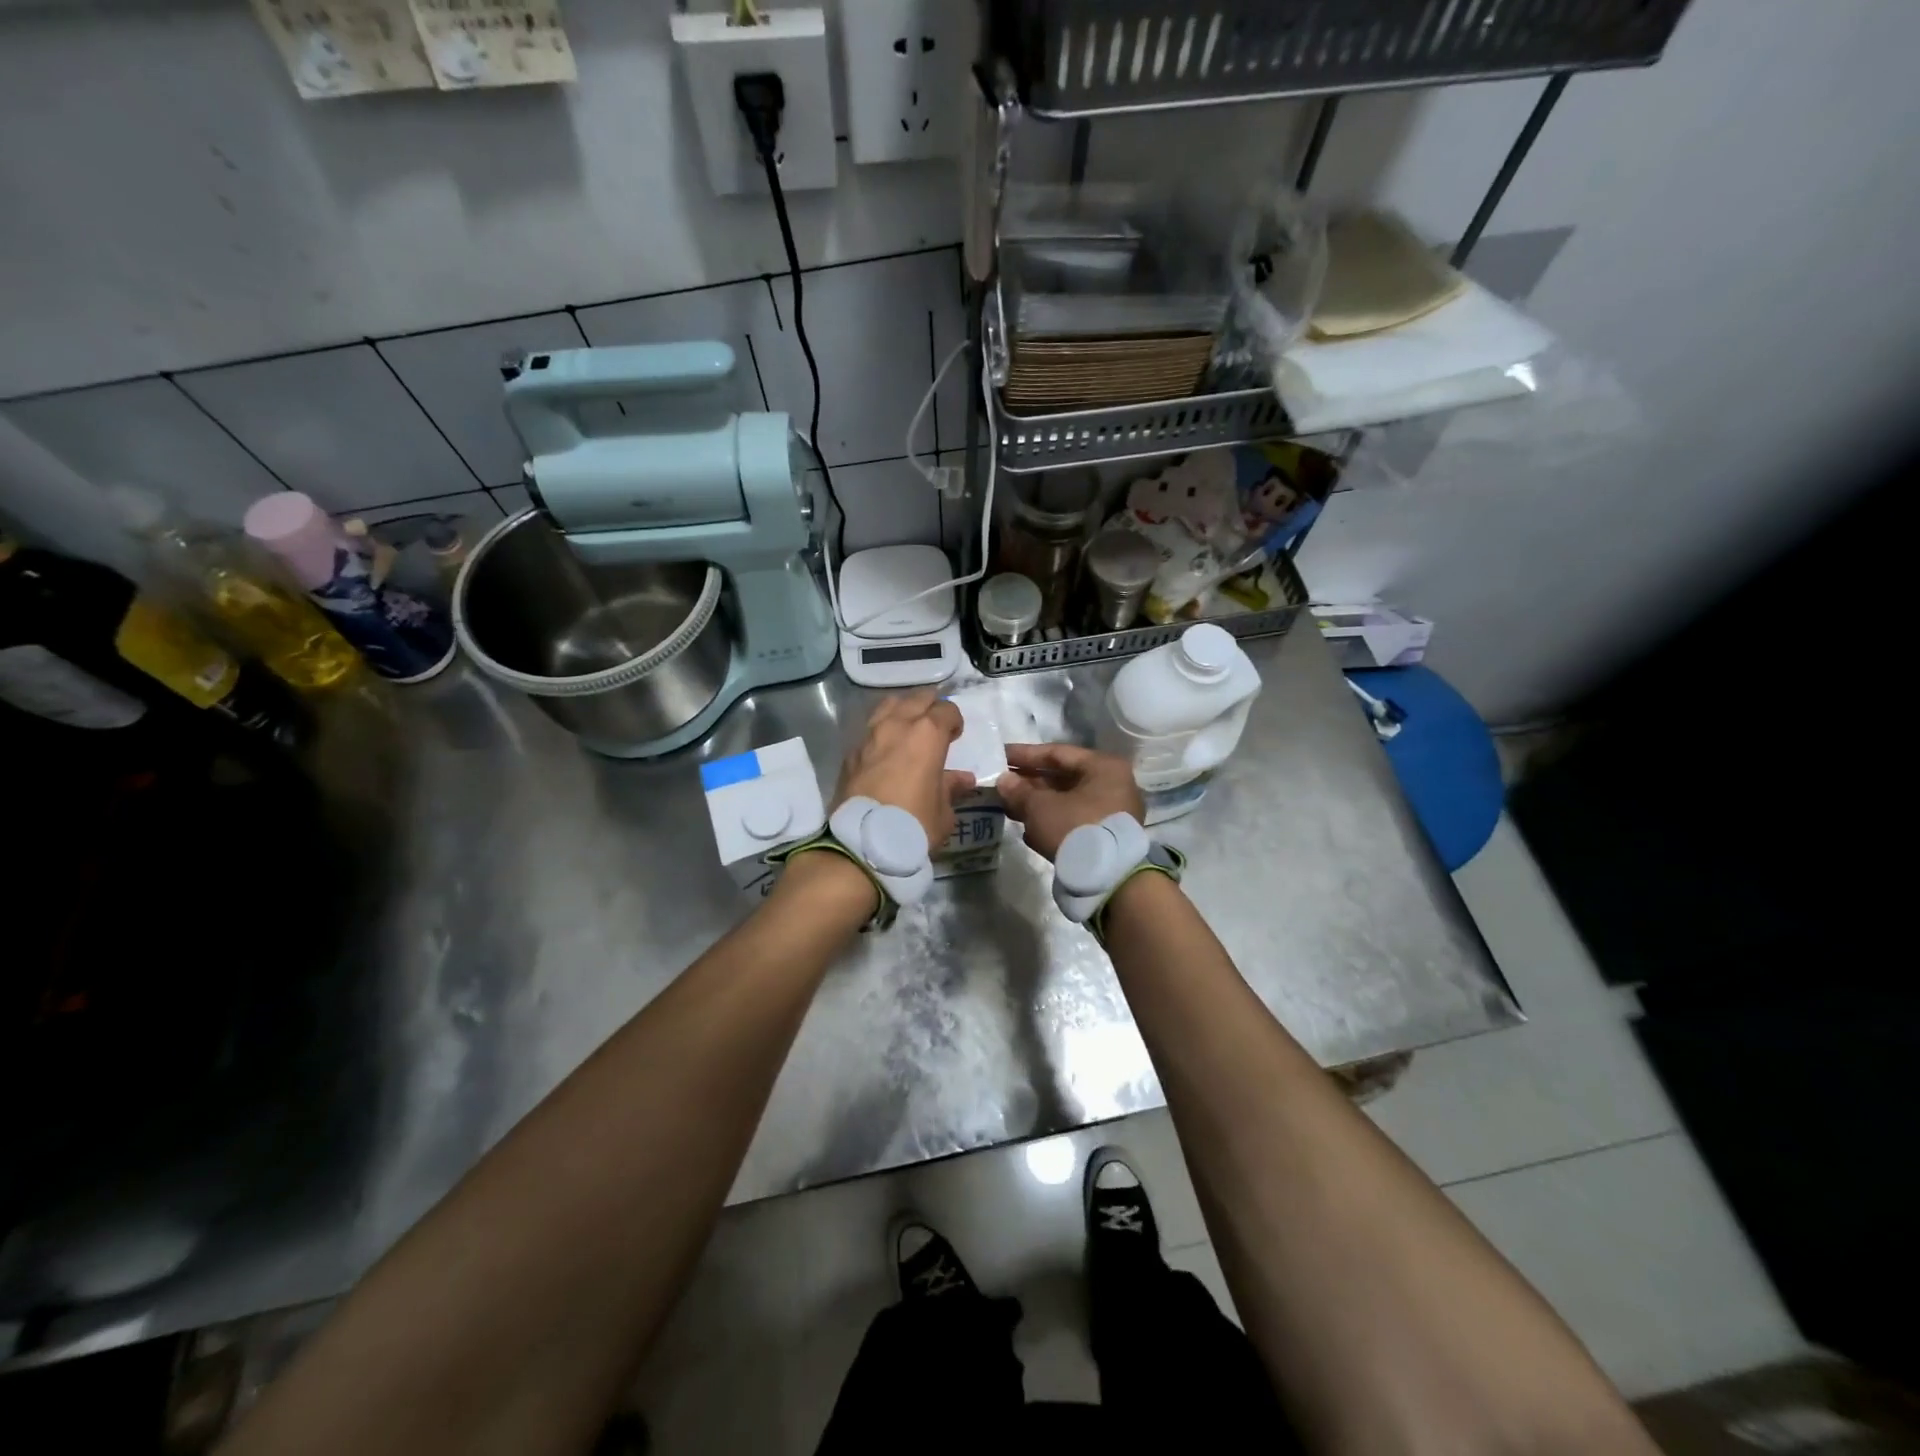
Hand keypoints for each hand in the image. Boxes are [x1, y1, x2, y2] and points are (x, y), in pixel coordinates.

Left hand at [835, 690, 974, 847]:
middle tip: (935, 726)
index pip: (946, 709)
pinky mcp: (850, 752)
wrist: (861, 844)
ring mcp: (869, 735)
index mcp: (927, 734)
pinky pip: (870, 728)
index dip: (954, 721)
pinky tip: (885, 748)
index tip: (956, 736)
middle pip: (917, 698)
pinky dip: (881, 730)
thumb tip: (963, 779)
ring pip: (889, 705)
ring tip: (909, 727)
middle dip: (930, 706)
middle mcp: (897, 725)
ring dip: (903, 710)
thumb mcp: (943, 812)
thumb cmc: (913, 825)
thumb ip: (951, 788)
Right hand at [997, 743, 1143, 861]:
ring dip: (1037, 804)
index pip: (1057, 753)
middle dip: (1029, 783)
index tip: (1000, 756)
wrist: (1109, 879)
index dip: (1025, 754)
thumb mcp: (1040, 807)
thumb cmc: (1075, 828)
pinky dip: (1051, 822)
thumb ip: (1019, 791)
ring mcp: (1112, 812)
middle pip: (1063, 778)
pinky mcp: (1106, 837)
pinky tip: (1028, 831)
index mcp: (1103, 767)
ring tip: (1008, 808)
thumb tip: (1003, 780)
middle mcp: (1112, 785)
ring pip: (1067, 801)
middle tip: (1001, 785)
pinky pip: (1074, 821)